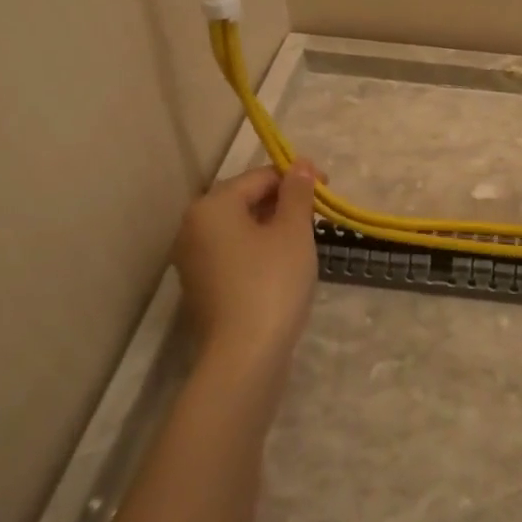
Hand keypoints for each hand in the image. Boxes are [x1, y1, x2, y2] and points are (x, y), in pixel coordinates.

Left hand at [173, 161, 320, 370]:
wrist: (244, 358)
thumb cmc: (271, 283)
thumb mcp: (293, 232)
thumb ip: (298, 193)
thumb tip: (300, 164)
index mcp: (212, 206)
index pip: (259, 177)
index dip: (297, 178)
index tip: (328, 188)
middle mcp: (193, 227)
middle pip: (245, 200)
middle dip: (284, 202)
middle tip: (318, 215)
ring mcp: (193, 260)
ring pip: (240, 229)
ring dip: (273, 226)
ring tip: (305, 239)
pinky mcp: (202, 288)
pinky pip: (234, 254)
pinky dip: (259, 251)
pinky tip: (283, 266)